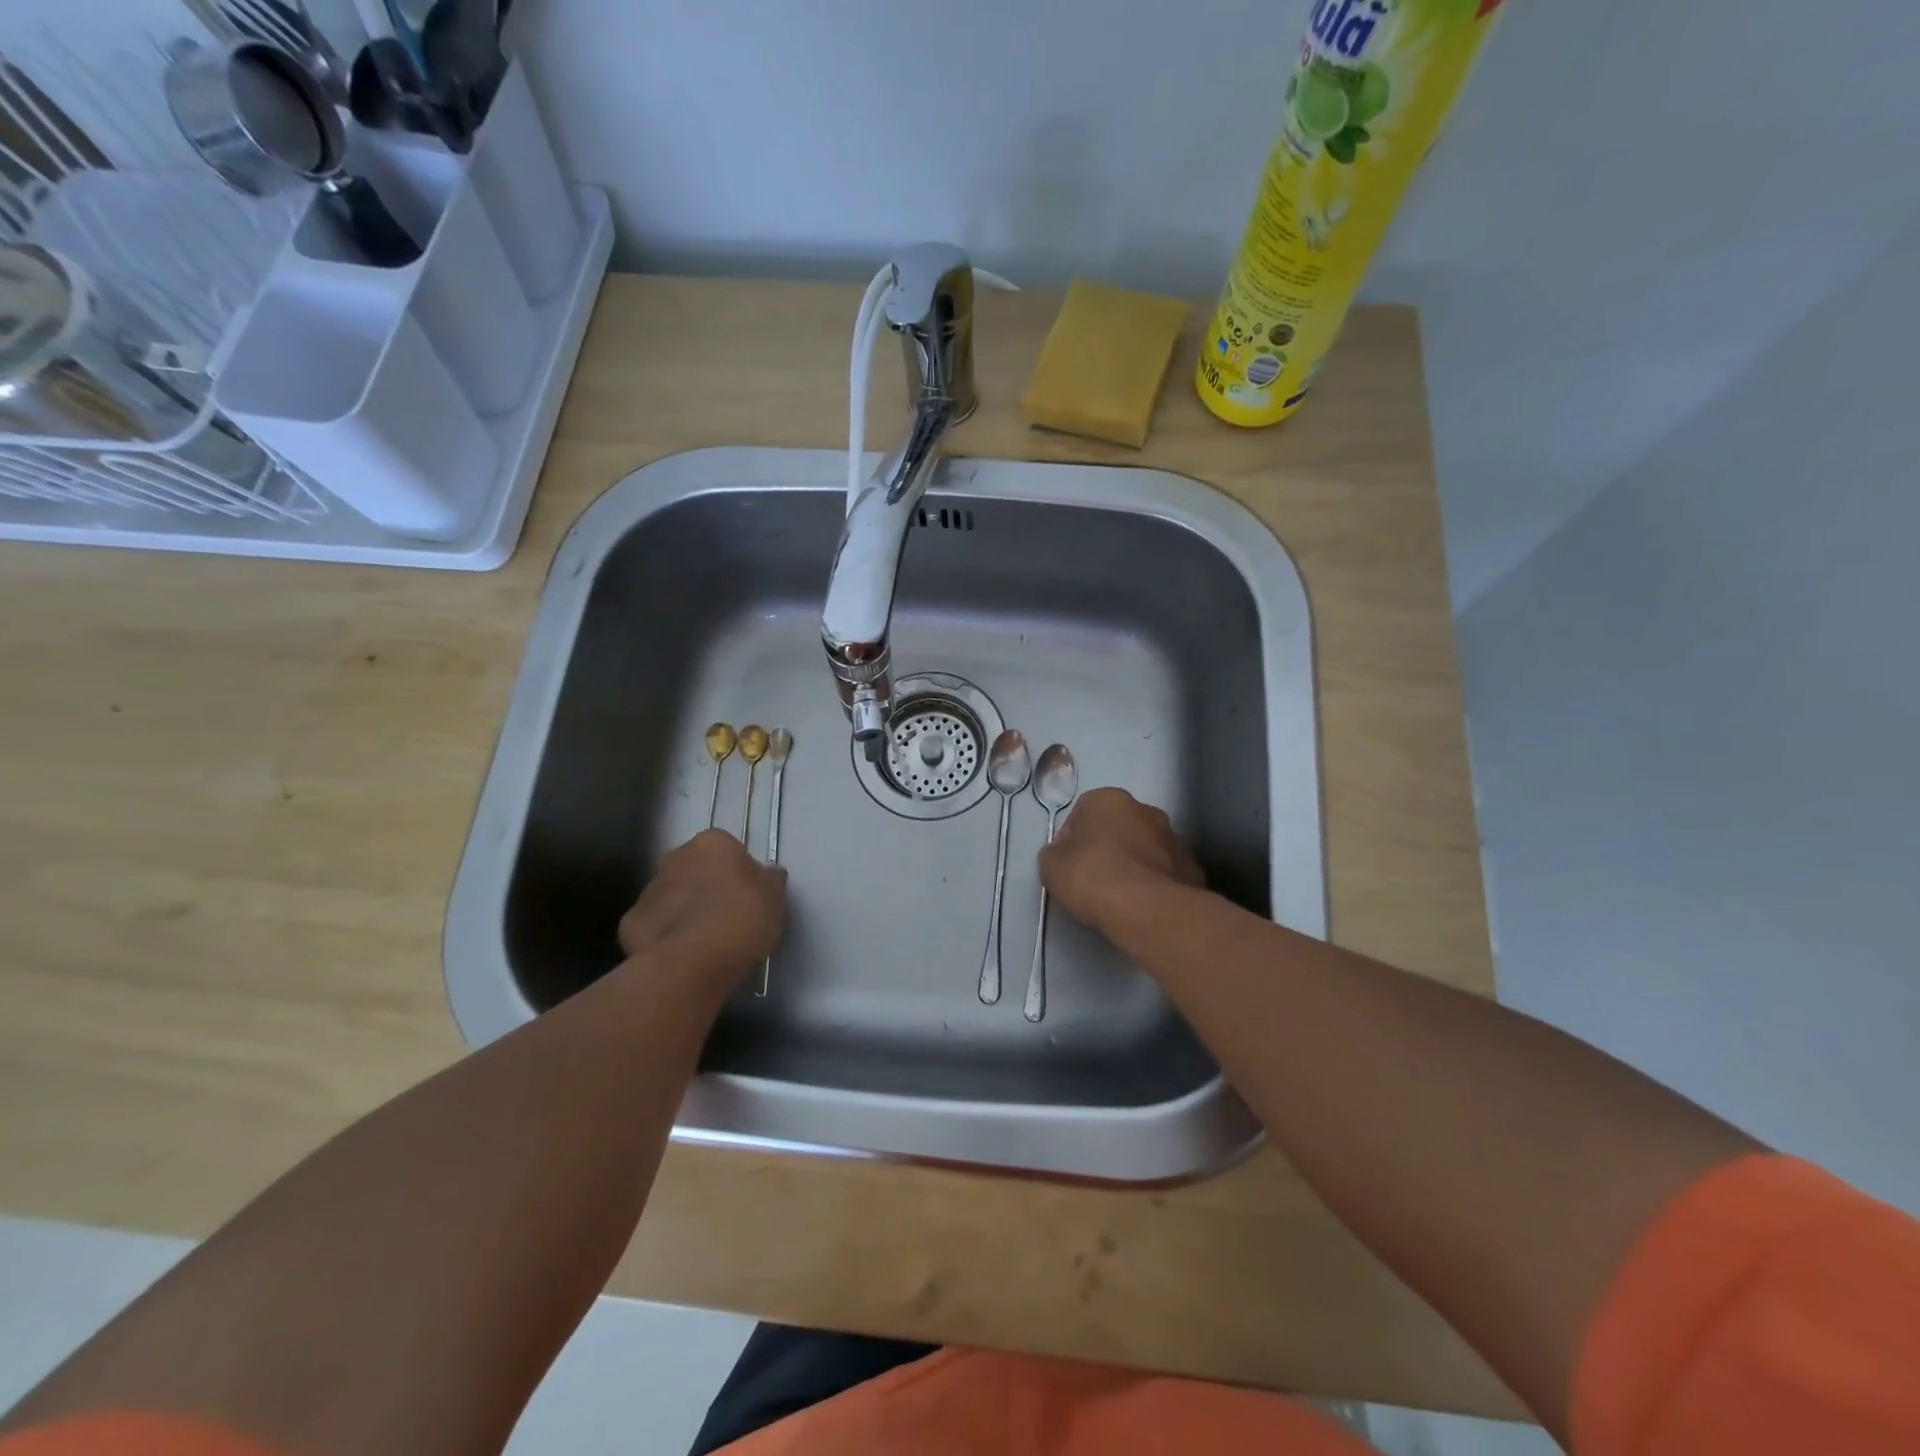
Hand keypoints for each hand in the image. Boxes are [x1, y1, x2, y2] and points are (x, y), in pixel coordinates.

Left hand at [619, 830, 786, 980]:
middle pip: (694, 868)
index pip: (727, 849)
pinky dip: (664, 935)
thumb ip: (770, 880)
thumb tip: (768, 873)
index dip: (738, 872)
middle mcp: (676, 857)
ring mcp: (649, 889)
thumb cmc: (741, 918)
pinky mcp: (630, 923)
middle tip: (726, 916)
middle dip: (706, 886)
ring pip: (671, 896)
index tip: (748, 896)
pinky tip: (680, 954)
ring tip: (703, 941)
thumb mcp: (775, 898)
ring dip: (684, 910)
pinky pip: (653, 925)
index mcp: (712, 843)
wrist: (692, 961)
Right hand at [1038, 788, 1204, 934]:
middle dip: (1104, 847)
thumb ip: (1054, 853)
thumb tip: (1064, 856)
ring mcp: (1173, 839)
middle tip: (1091, 878)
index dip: (1069, 837)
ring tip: (1118, 896)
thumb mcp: (1051, 865)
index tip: (1066, 863)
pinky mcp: (1191, 869)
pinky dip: (1152, 884)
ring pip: (1143, 848)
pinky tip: (1141, 906)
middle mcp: (1146, 810)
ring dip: (1131, 864)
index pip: (1082, 810)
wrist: (1147, 910)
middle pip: (1117, 826)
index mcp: (1111, 800)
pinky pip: (1163, 872)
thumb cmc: (1093, 876)